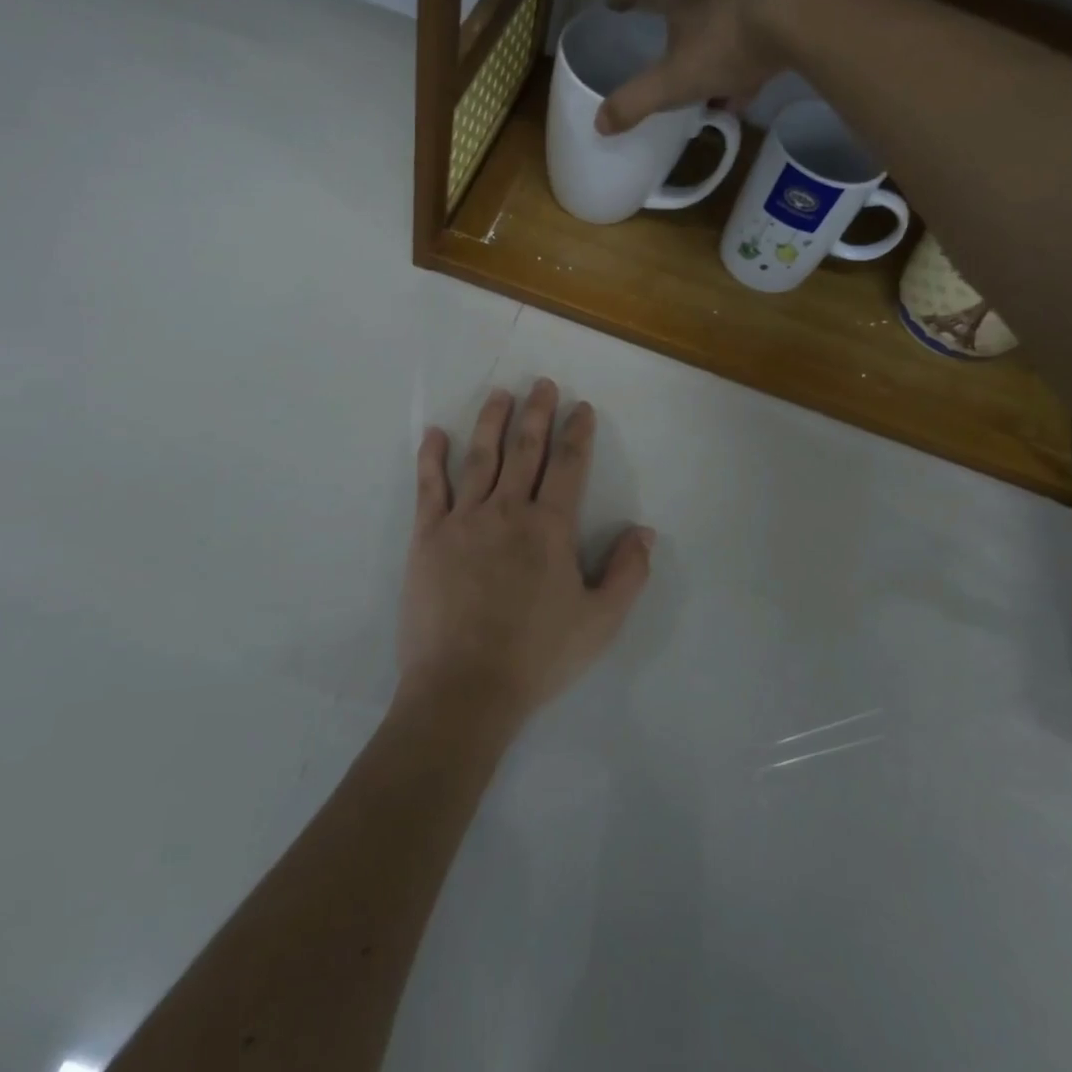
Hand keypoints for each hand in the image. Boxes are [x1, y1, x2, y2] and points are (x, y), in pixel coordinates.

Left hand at [398, 380, 653, 727]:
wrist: (465, 686)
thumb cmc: (537, 656)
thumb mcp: (600, 622)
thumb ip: (628, 573)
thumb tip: (644, 531)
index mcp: (550, 528)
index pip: (569, 466)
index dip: (577, 433)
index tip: (580, 407)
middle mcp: (507, 511)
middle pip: (525, 450)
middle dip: (537, 413)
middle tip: (542, 384)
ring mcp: (463, 520)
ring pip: (480, 458)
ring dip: (492, 422)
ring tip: (500, 395)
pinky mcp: (428, 536)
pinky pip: (429, 487)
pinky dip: (432, 457)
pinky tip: (436, 433)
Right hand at [595, 0, 830, 134]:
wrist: (810, 12)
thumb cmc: (728, 41)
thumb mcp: (675, 81)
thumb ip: (636, 101)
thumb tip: (599, 123)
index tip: (613, 3)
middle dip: (672, 9)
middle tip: (664, 29)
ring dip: (713, 28)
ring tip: (710, 65)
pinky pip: (760, 10)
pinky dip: (748, 38)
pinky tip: (752, 74)